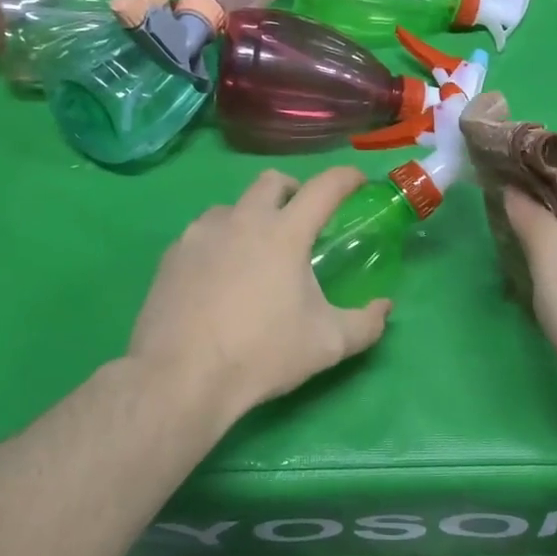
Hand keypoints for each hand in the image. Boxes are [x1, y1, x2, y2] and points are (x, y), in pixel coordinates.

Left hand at [128, 168, 391, 423]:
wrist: (181, 377)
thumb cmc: (262, 354)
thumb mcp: (327, 344)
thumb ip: (366, 323)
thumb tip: (384, 307)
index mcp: (285, 233)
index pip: (324, 188)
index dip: (346, 178)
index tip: (358, 181)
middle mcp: (242, 220)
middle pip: (272, 181)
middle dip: (293, 190)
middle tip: (302, 220)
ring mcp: (200, 235)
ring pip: (232, 206)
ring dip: (251, 216)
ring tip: (256, 251)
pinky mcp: (171, 256)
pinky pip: (202, 234)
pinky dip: (219, 243)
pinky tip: (219, 277)